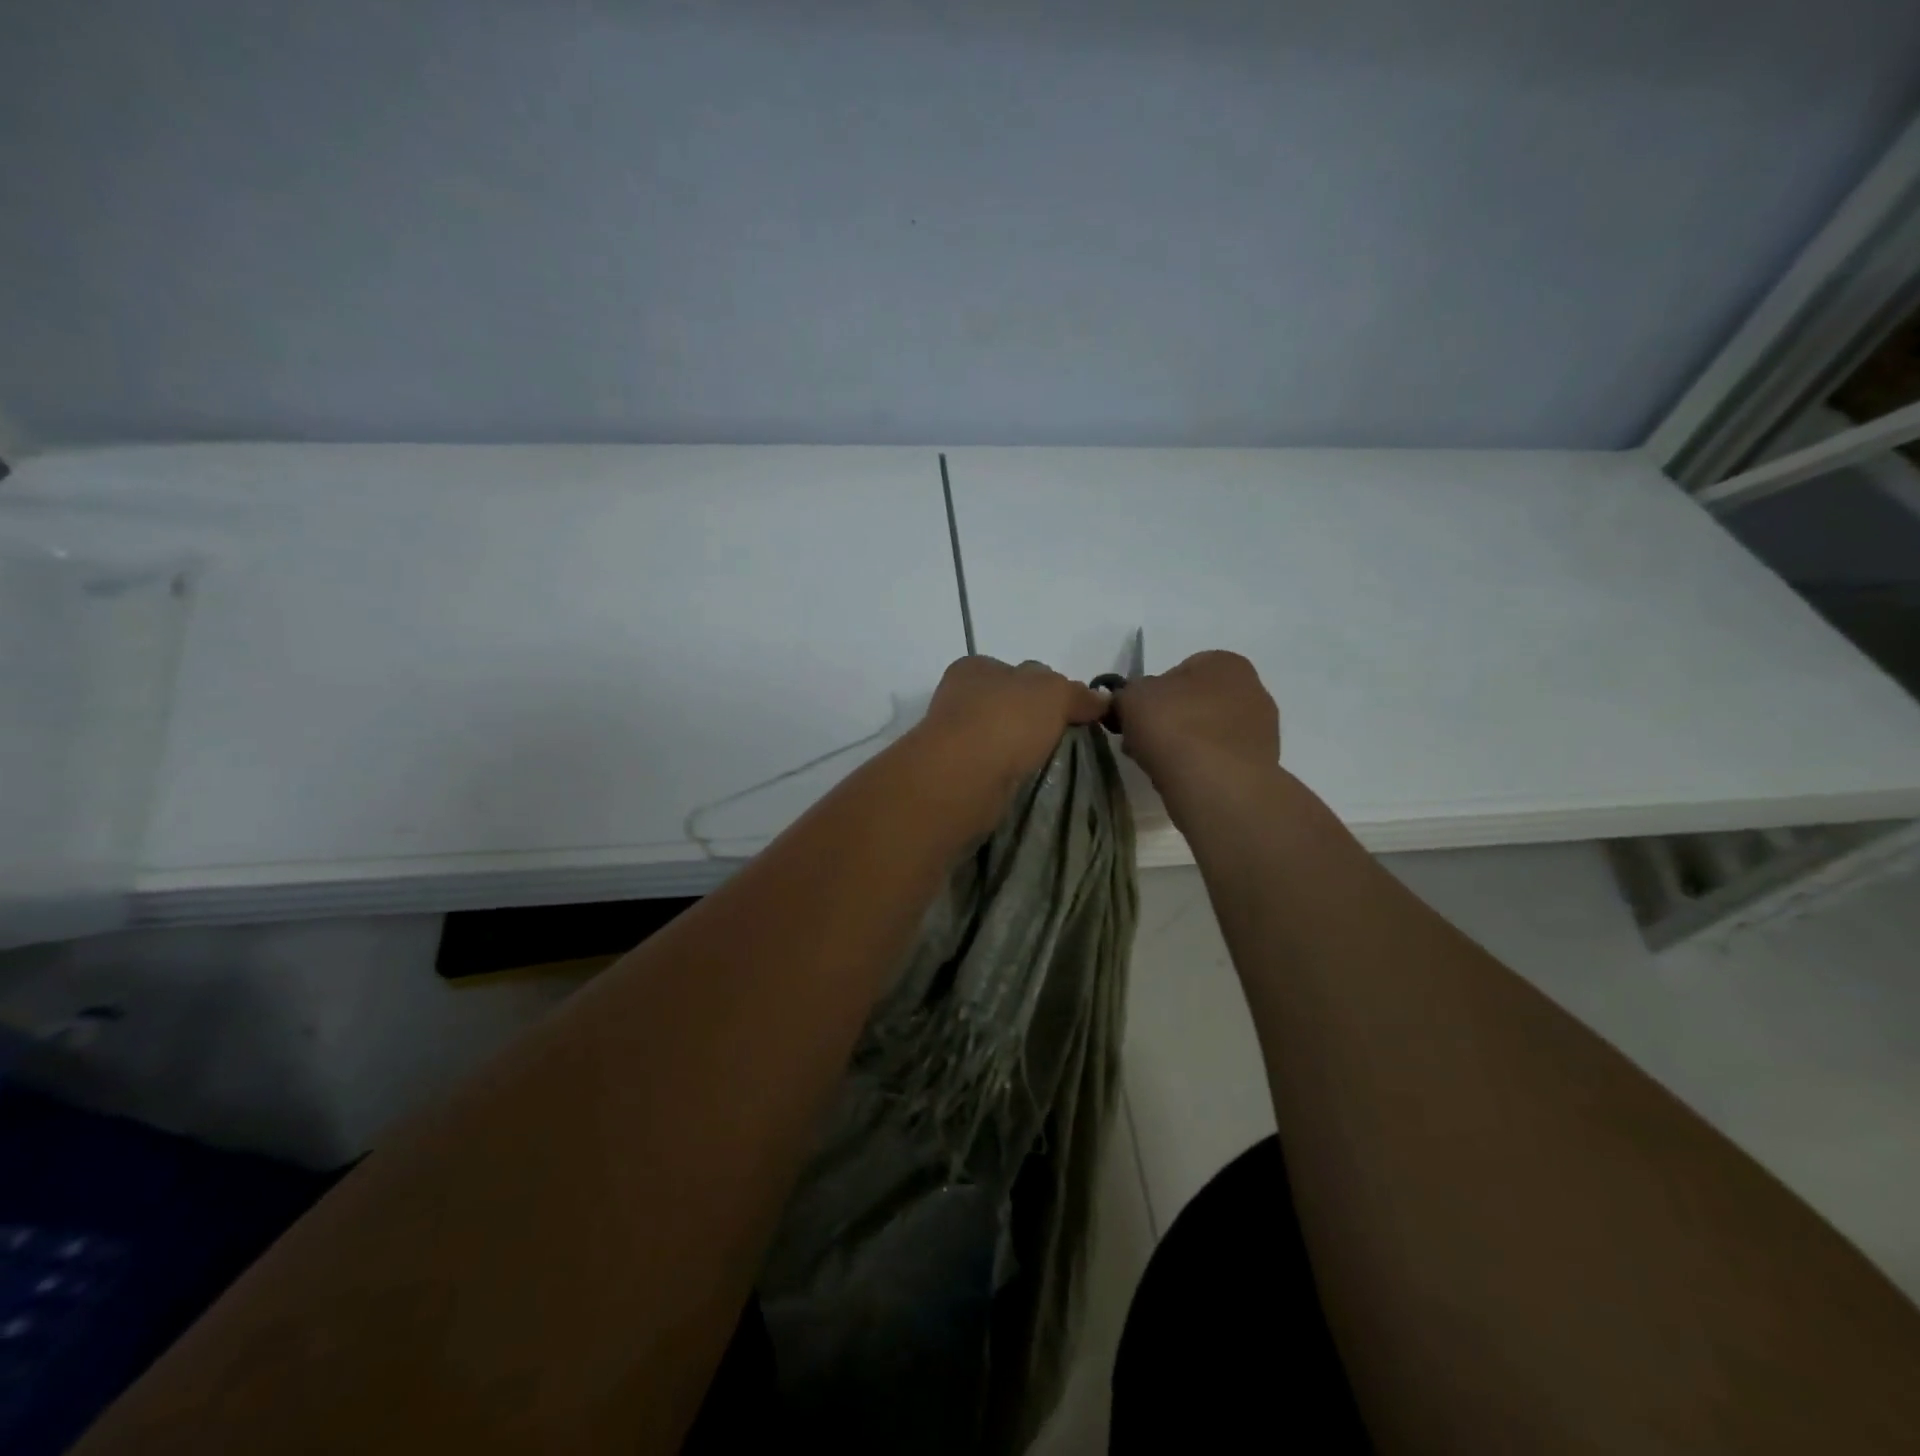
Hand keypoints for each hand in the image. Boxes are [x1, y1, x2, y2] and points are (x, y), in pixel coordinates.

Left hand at [914, 656, 1108, 830]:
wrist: (963, 775)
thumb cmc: (1006, 720)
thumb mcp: (1054, 693)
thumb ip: (1077, 693)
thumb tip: (1101, 700)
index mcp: (977, 667)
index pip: (1021, 671)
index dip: (1050, 686)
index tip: (1073, 710)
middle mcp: (961, 697)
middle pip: (1010, 703)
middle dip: (1035, 719)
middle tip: (1068, 740)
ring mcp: (955, 737)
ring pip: (1001, 737)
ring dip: (1022, 749)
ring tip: (1051, 764)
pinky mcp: (957, 772)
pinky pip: (993, 767)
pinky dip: (1010, 772)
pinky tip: (1027, 780)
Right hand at [1110, 650, 1280, 797]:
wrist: (1216, 785)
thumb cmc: (1174, 727)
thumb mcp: (1131, 698)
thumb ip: (1127, 694)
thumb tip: (1131, 703)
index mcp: (1225, 662)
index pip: (1179, 671)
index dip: (1151, 695)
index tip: (1134, 718)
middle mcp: (1253, 688)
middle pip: (1195, 703)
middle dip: (1169, 721)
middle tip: (1142, 743)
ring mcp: (1262, 729)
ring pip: (1206, 733)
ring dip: (1184, 746)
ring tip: (1159, 766)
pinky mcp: (1261, 765)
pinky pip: (1219, 760)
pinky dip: (1200, 767)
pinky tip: (1183, 781)